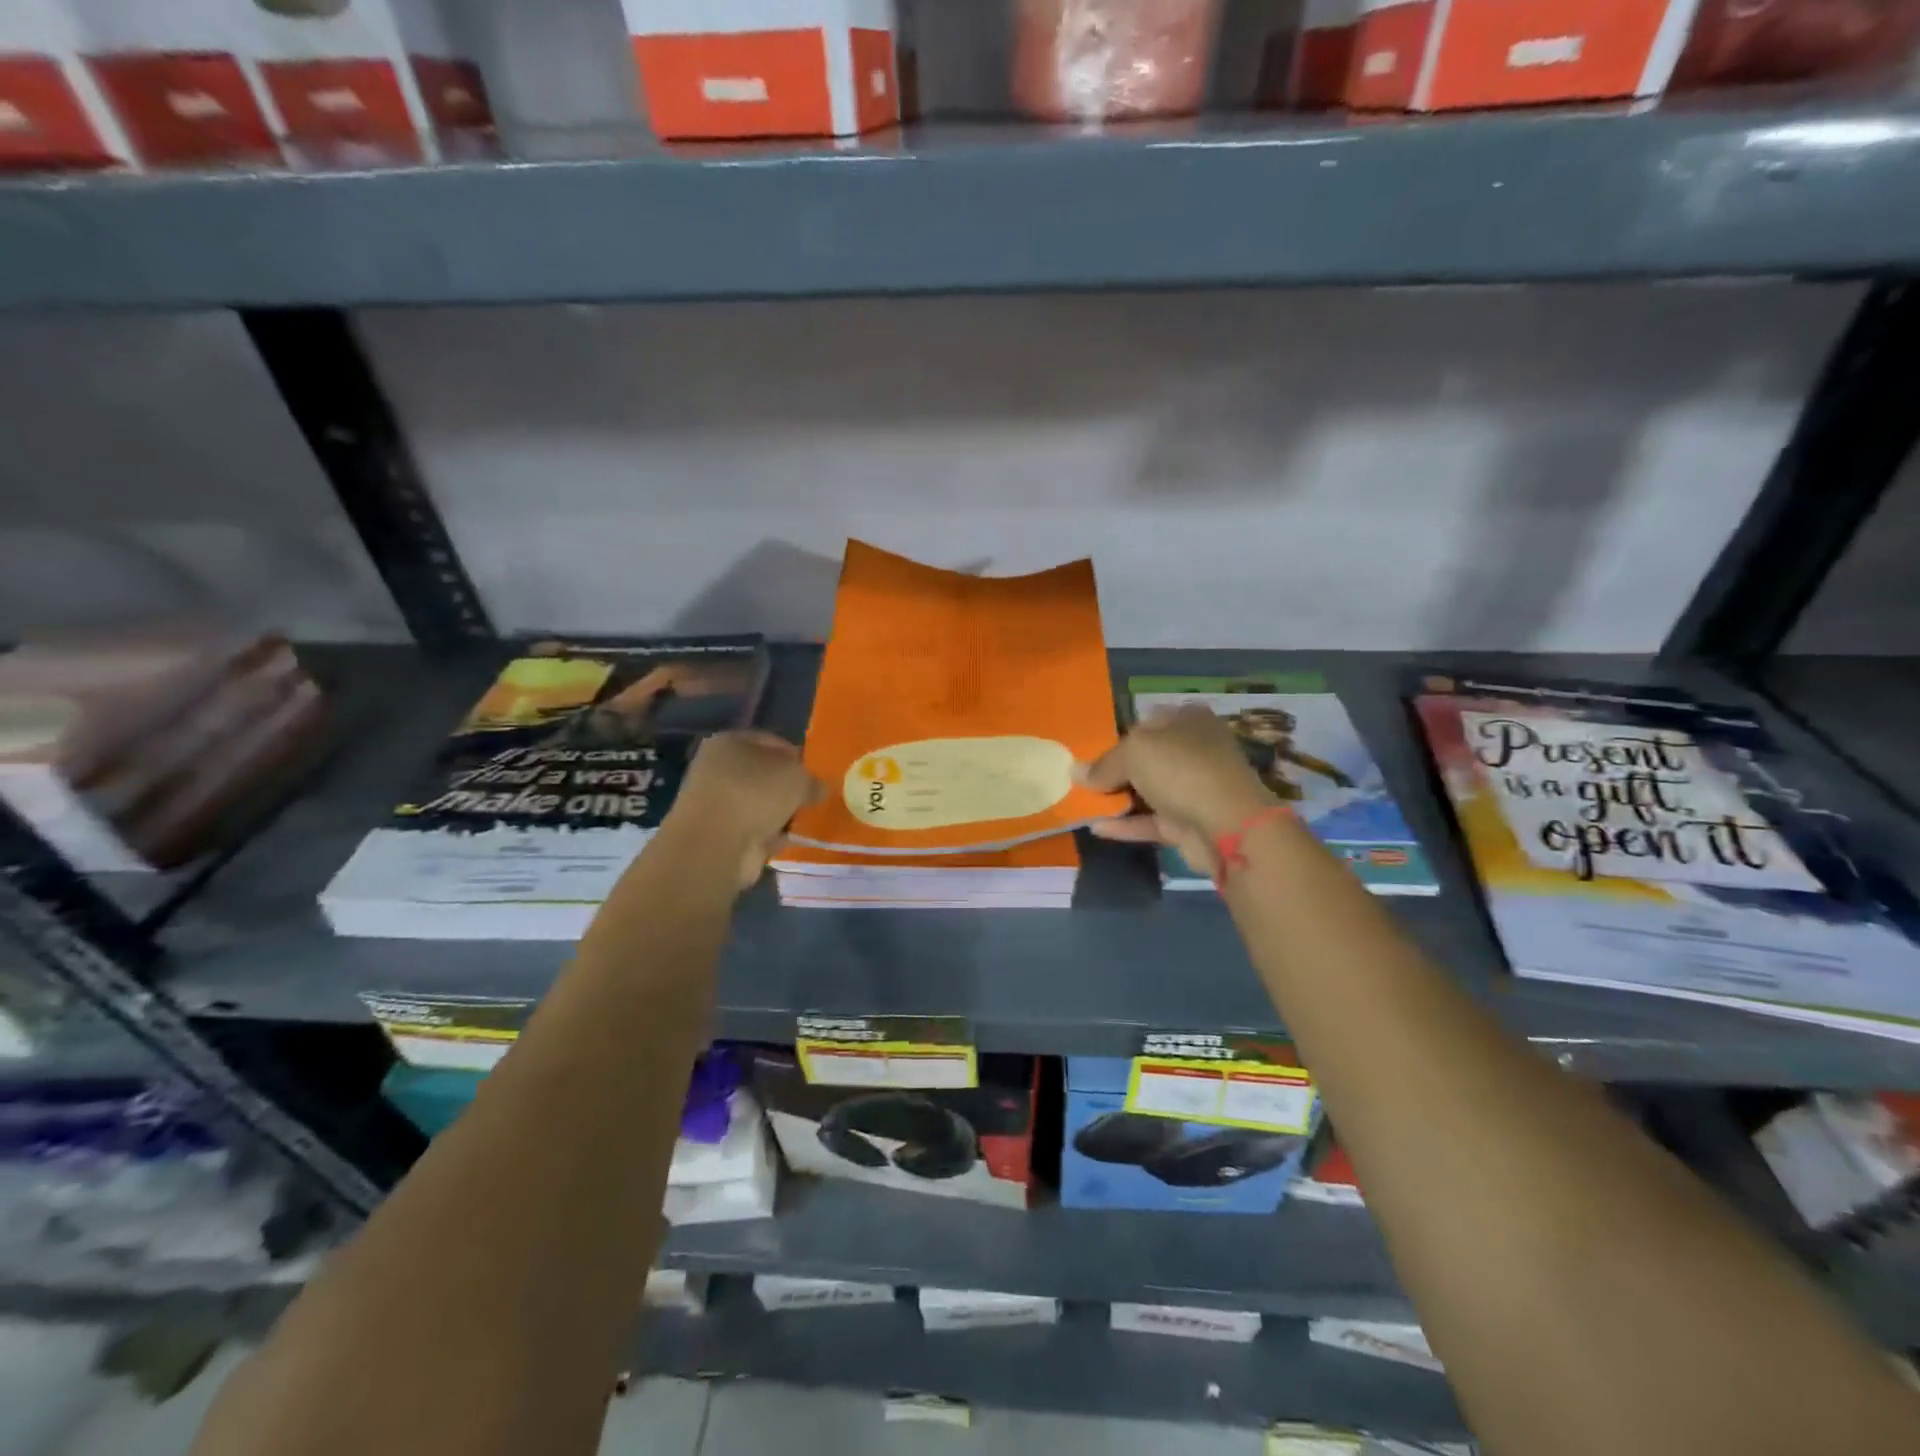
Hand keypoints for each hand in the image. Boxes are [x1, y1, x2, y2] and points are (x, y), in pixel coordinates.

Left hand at [666, 730, 824, 888]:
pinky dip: (772, 835)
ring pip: (759, 803)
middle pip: (764, 774)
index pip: (771, 742)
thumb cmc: (755, 794)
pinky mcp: (720, 834)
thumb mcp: (797, 778)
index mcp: (729, 742)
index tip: (816, 772)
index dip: (796, 755)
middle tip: (813, 797)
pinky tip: (791, 839)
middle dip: (789, 787)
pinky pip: (755, 829)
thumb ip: (812, 780)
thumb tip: (818, 789)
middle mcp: (717, 769)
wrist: (714, 845)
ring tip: (806, 819)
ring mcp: (716, 804)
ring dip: (781, 812)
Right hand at [1077, 705, 1277, 879]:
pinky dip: (1126, 824)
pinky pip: (1151, 820)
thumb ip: (1103, 764)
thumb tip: (1075, 772)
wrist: (1228, 825)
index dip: (1117, 735)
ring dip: (1118, 798)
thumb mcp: (1134, 753)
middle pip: (1146, 757)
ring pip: (1148, 790)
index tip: (1090, 753)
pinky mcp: (1190, 822)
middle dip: (1115, 769)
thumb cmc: (1181, 769)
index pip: (1146, 722)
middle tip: (1082, 779)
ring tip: (1082, 803)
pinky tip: (1096, 827)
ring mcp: (1194, 788)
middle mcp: (1194, 750)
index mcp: (1188, 720)